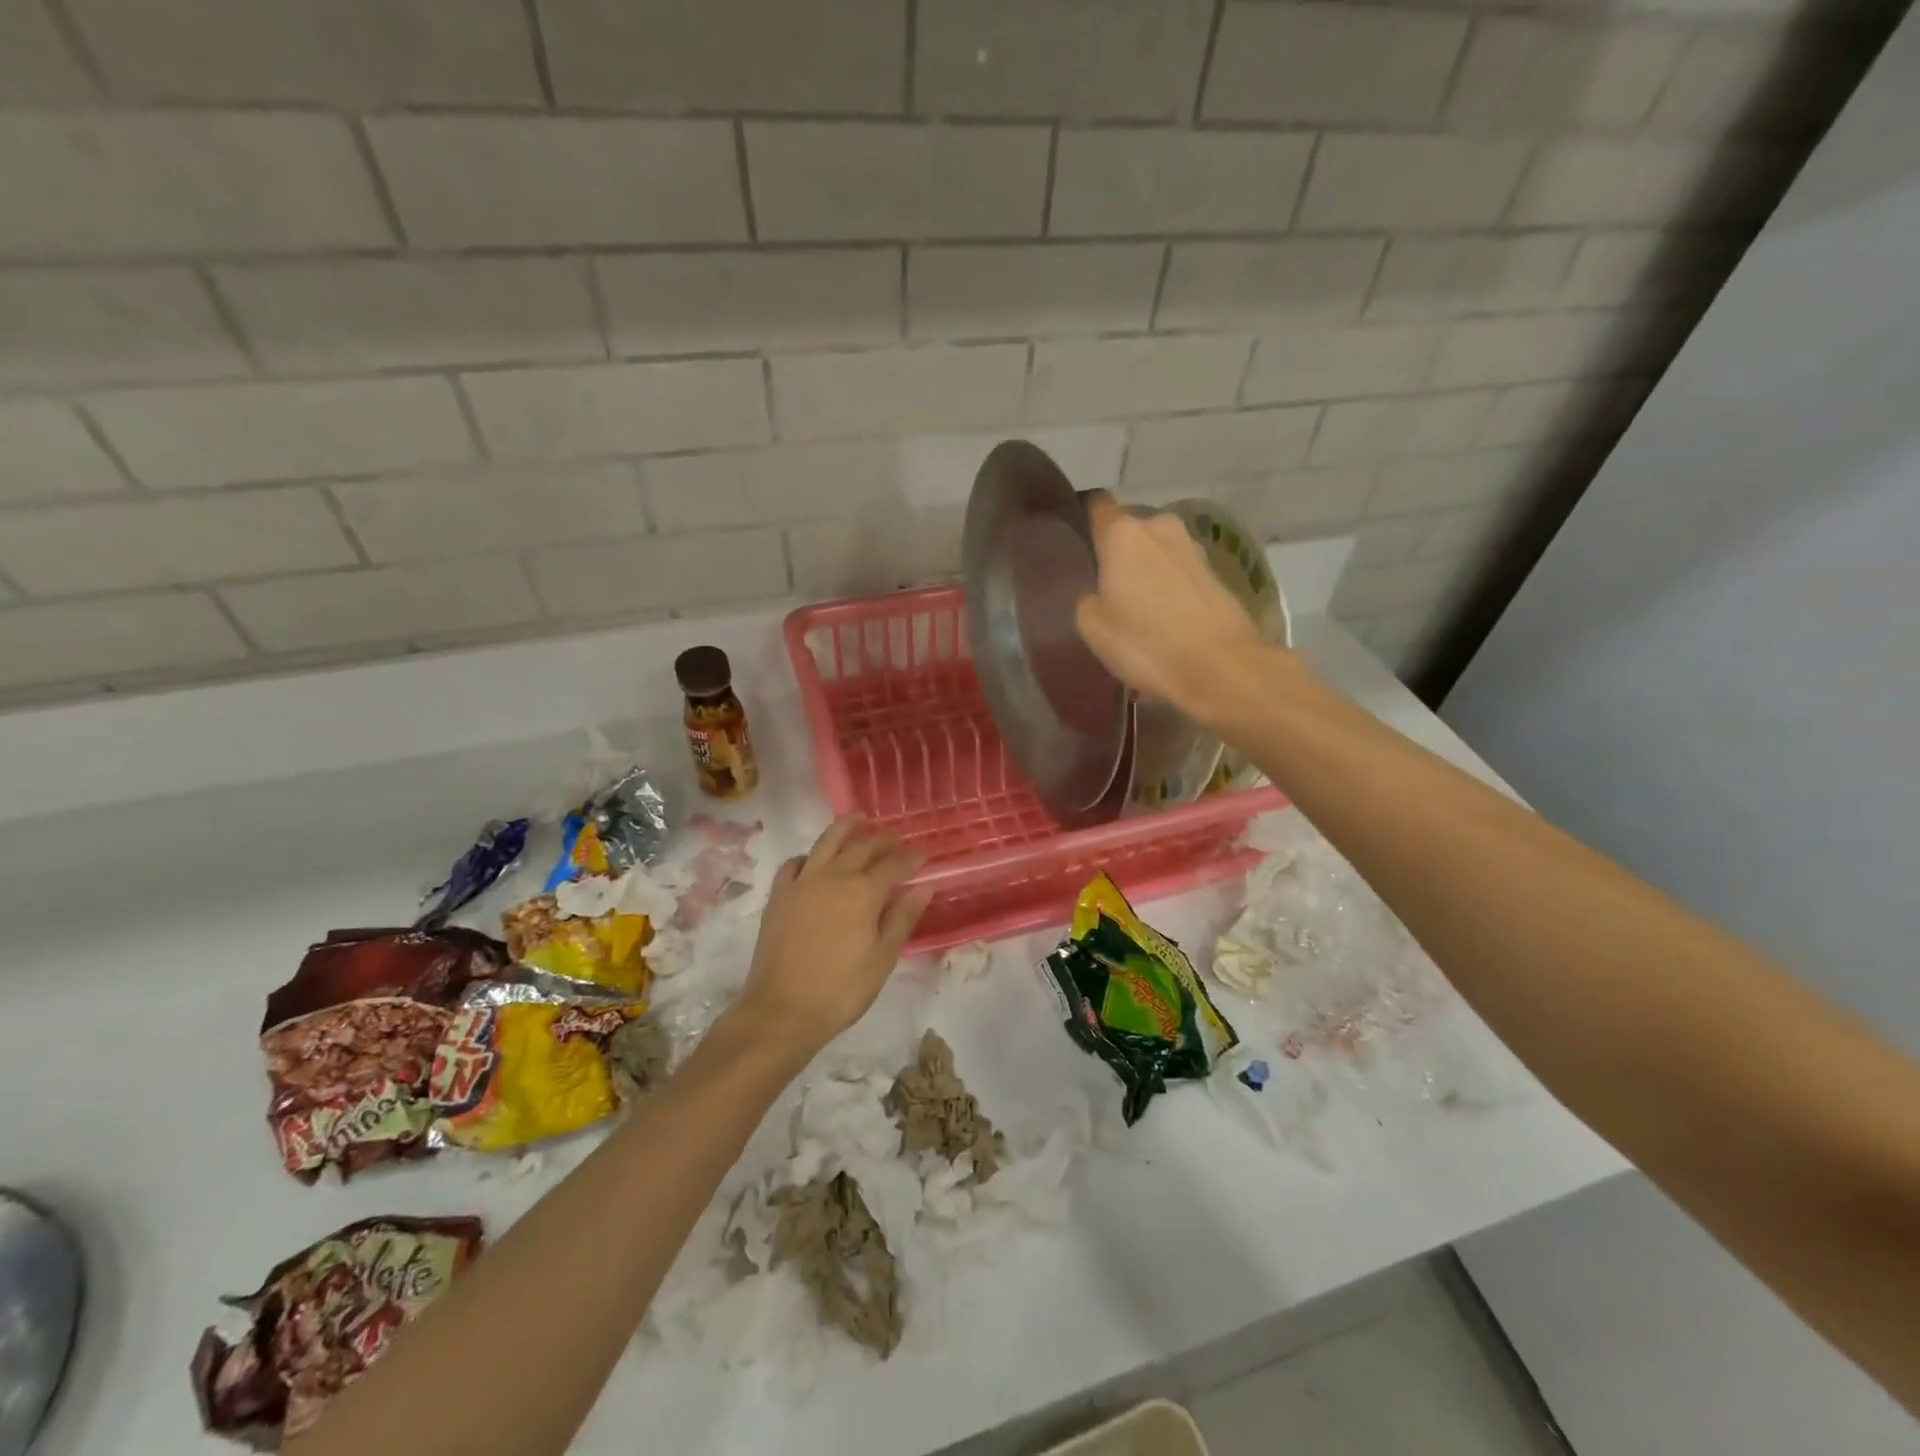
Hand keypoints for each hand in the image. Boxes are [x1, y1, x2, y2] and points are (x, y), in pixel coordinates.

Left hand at [734, 816, 930, 1056]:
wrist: (782, 1010)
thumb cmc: (841, 989)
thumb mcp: (882, 958)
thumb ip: (902, 918)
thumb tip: (923, 887)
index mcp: (864, 892)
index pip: (894, 865)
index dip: (910, 859)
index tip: (923, 856)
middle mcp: (834, 877)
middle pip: (862, 847)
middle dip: (882, 840)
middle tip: (895, 838)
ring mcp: (802, 883)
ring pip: (826, 842)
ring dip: (845, 828)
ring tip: (858, 818)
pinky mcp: (779, 895)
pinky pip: (794, 864)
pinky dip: (808, 856)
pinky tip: (814, 860)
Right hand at [1074, 494, 1274, 723]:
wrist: (1221, 668)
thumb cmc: (1146, 642)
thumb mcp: (1092, 626)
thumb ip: (1087, 598)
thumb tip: (1098, 592)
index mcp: (1123, 533)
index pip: (1096, 506)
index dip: (1083, 518)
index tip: (1073, 539)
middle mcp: (1160, 527)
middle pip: (1129, 530)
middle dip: (1116, 552)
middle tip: (1102, 586)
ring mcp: (1193, 549)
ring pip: (1157, 552)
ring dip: (1145, 572)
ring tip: (1134, 608)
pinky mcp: (1216, 574)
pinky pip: (1179, 574)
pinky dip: (1169, 589)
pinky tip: (1163, 620)